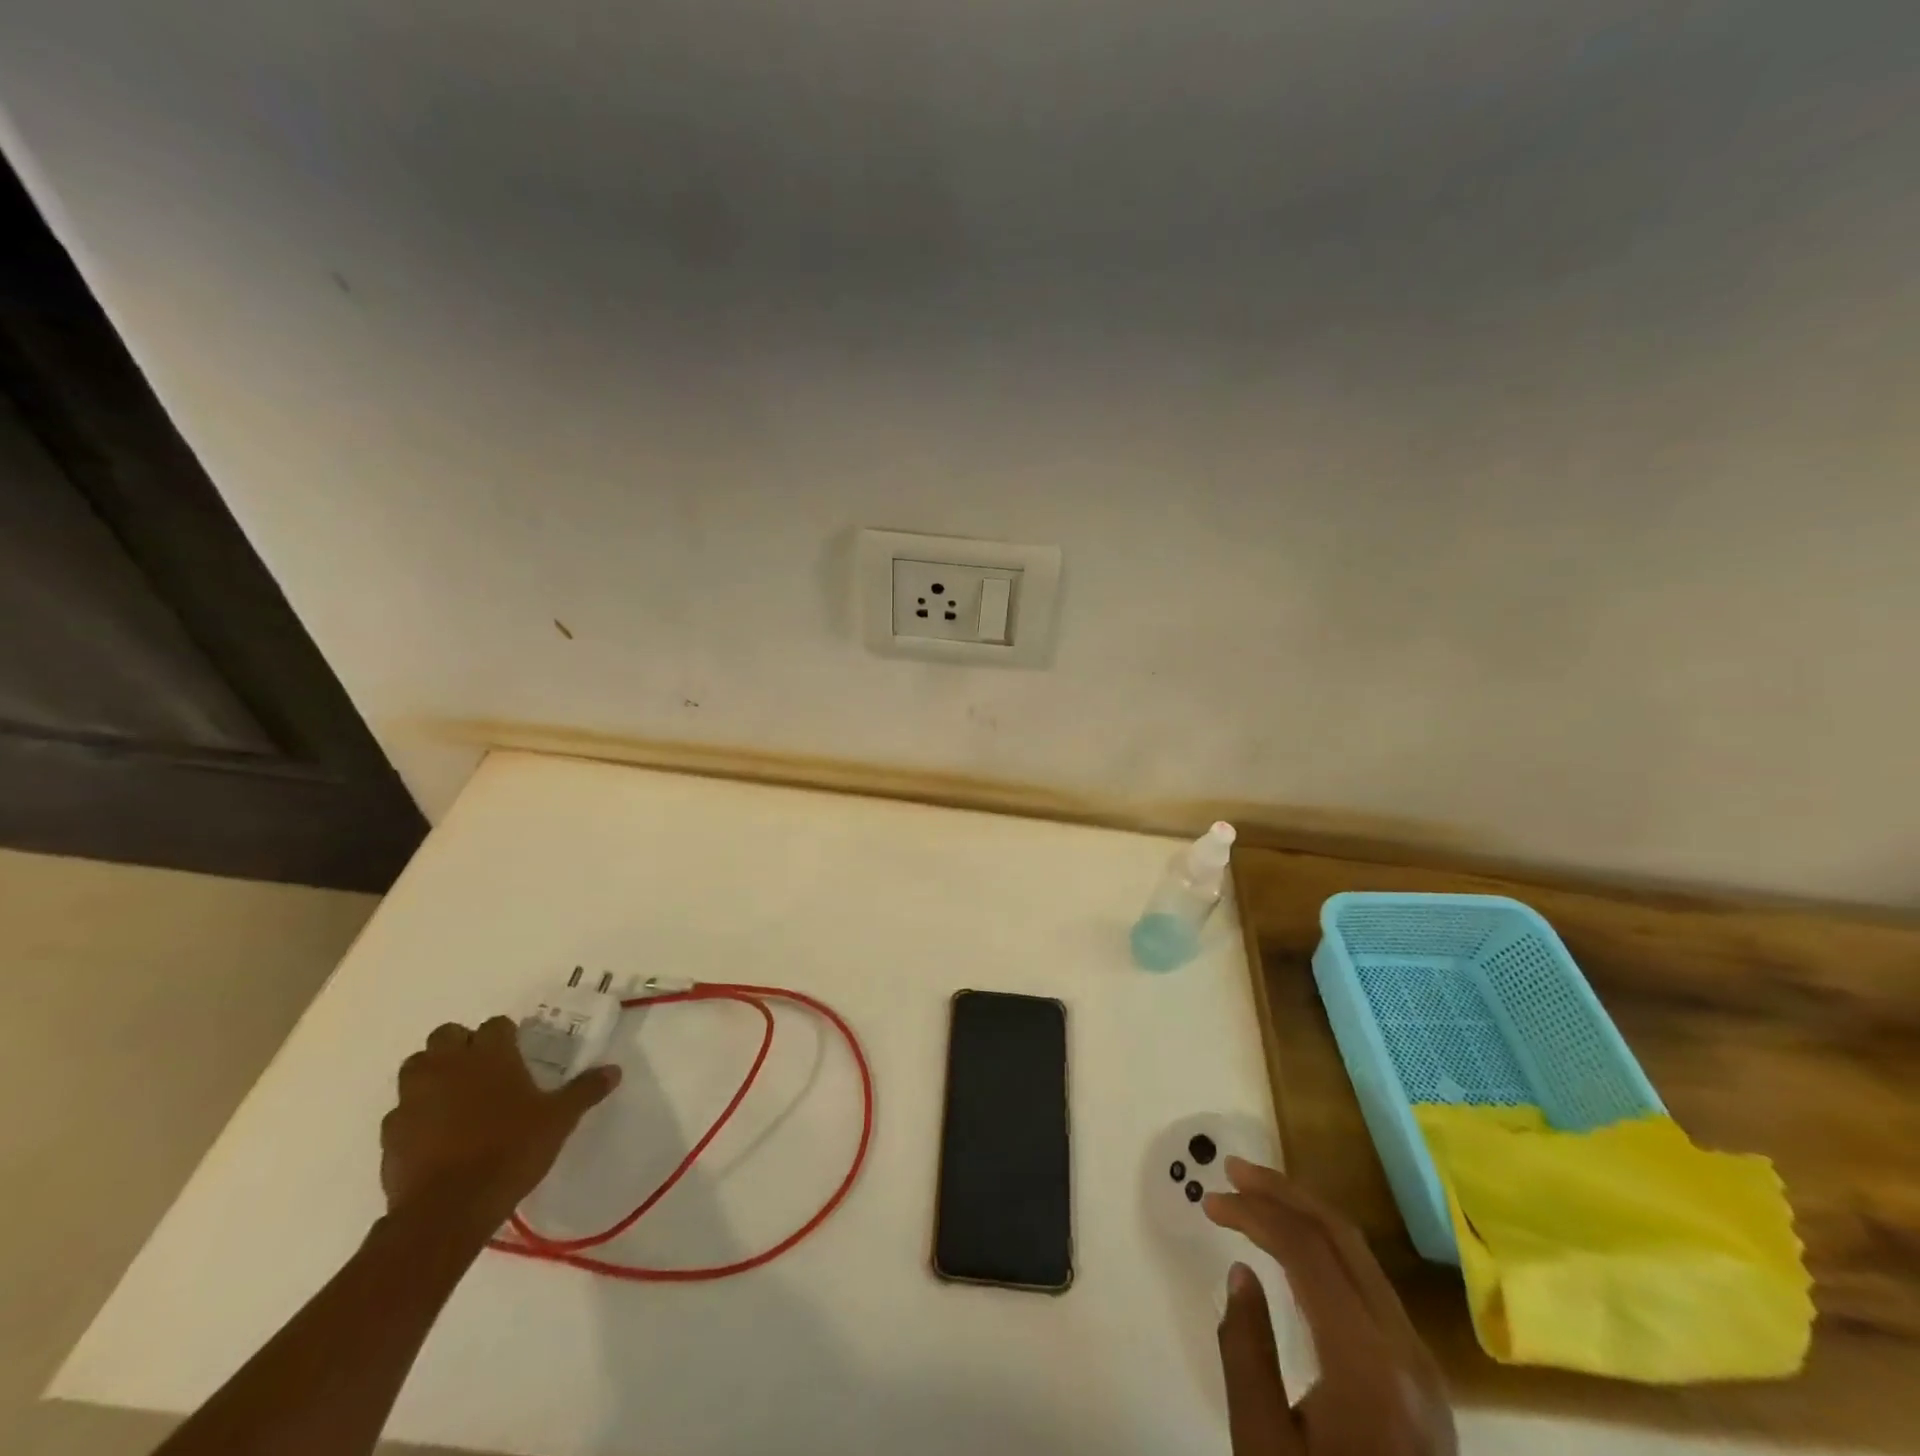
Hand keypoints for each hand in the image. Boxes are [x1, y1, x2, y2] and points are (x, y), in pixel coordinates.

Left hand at [380, 1017, 620, 1232]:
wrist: (447, 1210)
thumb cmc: (510, 1150)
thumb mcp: (559, 1119)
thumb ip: (585, 1090)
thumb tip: (614, 1070)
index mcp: (490, 1055)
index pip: (495, 1024)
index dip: (506, 1035)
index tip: (517, 1052)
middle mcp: (448, 1066)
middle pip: (446, 1035)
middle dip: (461, 1045)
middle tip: (482, 1068)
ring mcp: (413, 1098)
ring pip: (416, 1067)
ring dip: (432, 1073)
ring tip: (454, 1096)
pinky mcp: (391, 1133)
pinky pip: (401, 1111)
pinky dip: (415, 1114)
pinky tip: (434, 1134)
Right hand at [1205, 1157, 1455, 1455]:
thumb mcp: (1263, 1444)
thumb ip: (1246, 1350)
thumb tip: (1242, 1272)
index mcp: (1368, 1365)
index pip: (1307, 1251)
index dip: (1254, 1212)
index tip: (1209, 1201)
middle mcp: (1406, 1350)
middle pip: (1342, 1237)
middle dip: (1283, 1193)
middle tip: (1232, 1171)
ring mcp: (1421, 1364)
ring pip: (1361, 1255)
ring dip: (1305, 1215)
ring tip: (1256, 1196)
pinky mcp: (1420, 1378)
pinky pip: (1369, 1285)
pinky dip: (1325, 1249)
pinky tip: (1294, 1249)